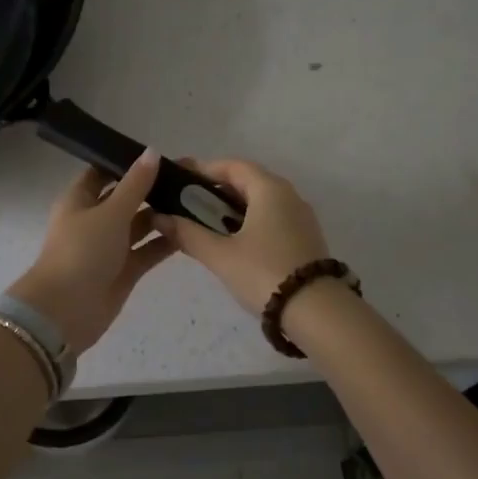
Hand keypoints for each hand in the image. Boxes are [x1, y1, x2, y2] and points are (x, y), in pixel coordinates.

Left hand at [8, 151, 177, 355]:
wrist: (66, 311)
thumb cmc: (82, 252)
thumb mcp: (110, 212)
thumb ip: (135, 184)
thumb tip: (152, 152)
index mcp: (80, 200)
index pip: (103, 173)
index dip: (127, 162)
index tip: (160, 154)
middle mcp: (95, 220)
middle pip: (126, 198)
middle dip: (153, 188)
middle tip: (189, 177)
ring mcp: (110, 247)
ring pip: (140, 225)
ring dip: (163, 215)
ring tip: (197, 201)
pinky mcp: (124, 270)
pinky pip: (148, 250)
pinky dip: (166, 241)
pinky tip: (192, 230)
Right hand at [153, 159, 331, 316]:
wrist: (317, 312)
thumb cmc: (264, 274)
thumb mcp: (220, 255)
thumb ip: (188, 234)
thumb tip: (160, 218)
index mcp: (269, 189)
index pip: (232, 166)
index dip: (203, 169)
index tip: (179, 178)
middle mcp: (288, 195)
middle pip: (247, 181)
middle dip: (216, 190)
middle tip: (187, 203)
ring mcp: (300, 217)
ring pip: (260, 201)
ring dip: (232, 208)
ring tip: (204, 224)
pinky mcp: (305, 238)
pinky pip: (271, 218)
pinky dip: (248, 222)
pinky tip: (231, 241)